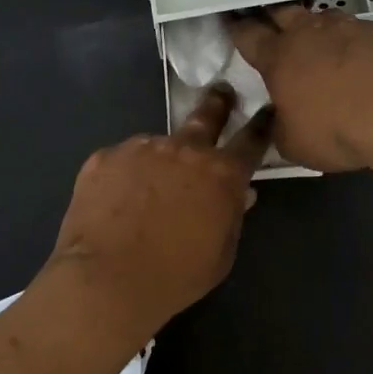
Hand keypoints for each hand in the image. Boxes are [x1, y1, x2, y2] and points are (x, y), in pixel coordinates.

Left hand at [47, 87, 273, 338]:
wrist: (106, 280)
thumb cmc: (174, 276)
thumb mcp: (220, 255)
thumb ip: (232, 216)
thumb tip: (239, 193)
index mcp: (221, 174)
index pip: (251, 140)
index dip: (261, 124)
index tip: (266, 110)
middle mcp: (184, 150)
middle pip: (206, 116)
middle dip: (217, 103)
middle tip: (221, 93)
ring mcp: (141, 148)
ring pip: (158, 145)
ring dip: (161, 158)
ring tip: (145, 191)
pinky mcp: (105, 156)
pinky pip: (123, 160)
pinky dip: (125, 174)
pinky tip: (116, 202)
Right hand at [230, 5, 372, 172]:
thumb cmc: (337, 130)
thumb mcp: (294, 145)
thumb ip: (280, 127)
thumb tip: (278, 120)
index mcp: (280, 57)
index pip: (249, 36)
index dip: (239, 31)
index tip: (234, 27)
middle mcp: (312, 32)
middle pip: (285, 13)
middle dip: (277, 20)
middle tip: (277, 30)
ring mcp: (352, 26)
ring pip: (328, 16)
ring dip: (323, 29)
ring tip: (327, 45)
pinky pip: (370, 30)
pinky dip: (365, 42)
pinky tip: (372, 57)